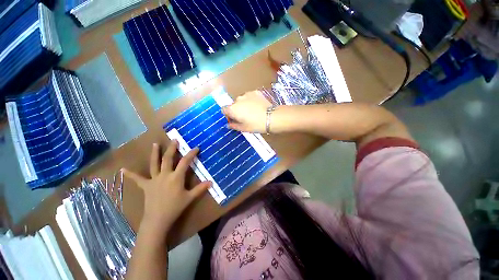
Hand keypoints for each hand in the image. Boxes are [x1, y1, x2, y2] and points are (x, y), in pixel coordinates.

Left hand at [122, 141, 210, 232]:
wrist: (157, 219)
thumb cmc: (175, 207)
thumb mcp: (190, 197)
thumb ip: (200, 188)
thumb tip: (211, 182)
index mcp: (176, 177)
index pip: (185, 162)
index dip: (191, 154)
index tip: (196, 148)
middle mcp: (165, 175)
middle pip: (168, 159)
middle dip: (172, 149)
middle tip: (174, 140)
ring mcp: (154, 179)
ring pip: (154, 164)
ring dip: (155, 153)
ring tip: (155, 144)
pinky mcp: (146, 186)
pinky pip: (138, 179)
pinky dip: (131, 174)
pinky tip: (123, 170)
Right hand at [222, 90, 271, 132]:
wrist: (272, 117)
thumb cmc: (256, 125)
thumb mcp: (244, 128)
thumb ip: (234, 126)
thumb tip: (228, 124)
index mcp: (233, 109)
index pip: (224, 109)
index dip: (228, 115)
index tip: (234, 120)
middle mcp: (238, 99)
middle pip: (233, 105)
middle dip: (237, 110)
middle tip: (245, 117)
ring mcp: (247, 94)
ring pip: (241, 100)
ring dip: (244, 105)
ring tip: (252, 111)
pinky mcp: (255, 92)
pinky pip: (249, 96)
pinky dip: (251, 101)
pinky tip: (257, 106)